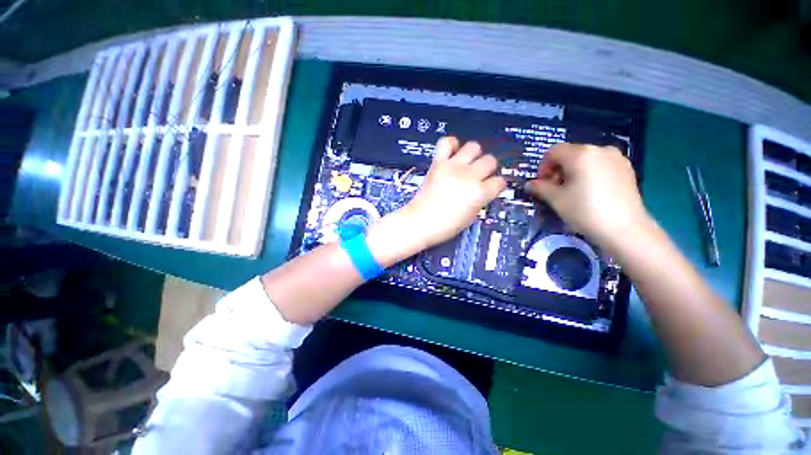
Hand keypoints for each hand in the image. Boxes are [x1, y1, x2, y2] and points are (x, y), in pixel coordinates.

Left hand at [404, 137, 506, 247]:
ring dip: (474, 154)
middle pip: (490, 160)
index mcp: (479, 193)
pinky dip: (452, 144)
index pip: (500, 182)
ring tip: (468, 163)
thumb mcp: (470, 216)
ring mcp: (453, 167)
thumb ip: (480, 200)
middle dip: (488, 168)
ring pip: (474, 146)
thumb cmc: (444, 225)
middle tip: (480, 175)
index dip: (497, 185)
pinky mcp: (438, 163)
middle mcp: (469, 176)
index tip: (493, 187)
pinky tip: (453, 152)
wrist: (420, 222)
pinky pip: (447, 142)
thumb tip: (483, 191)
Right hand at [524, 143, 649, 248]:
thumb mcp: (556, 199)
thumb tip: (529, 184)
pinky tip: (590, 193)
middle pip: (570, 154)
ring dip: (573, 172)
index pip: (553, 151)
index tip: (542, 184)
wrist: (624, 229)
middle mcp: (600, 150)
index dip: (543, 167)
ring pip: (586, 160)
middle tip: (555, 189)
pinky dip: (590, 174)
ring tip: (573, 192)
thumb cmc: (585, 211)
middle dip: (558, 170)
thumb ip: (540, 188)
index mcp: (580, 154)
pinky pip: (601, 165)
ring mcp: (616, 158)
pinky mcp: (627, 169)